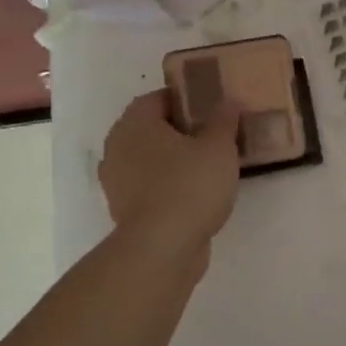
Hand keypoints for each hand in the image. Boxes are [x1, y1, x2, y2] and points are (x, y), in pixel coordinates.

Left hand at [98, 90, 242, 258]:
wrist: (162, 247)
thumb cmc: (190, 186)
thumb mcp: (219, 148)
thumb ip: (224, 121)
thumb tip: (228, 100)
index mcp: (135, 123)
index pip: (158, 98)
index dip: (186, 100)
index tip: (213, 109)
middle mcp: (117, 146)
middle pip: (152, 129)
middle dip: (181, 131)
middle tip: (214, 137)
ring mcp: (116, 180)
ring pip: (149, 159)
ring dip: (173, 160)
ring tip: (208, 167)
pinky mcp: (124, 209)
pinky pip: (149, 186)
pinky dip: (168, 185)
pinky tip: (195, 194)